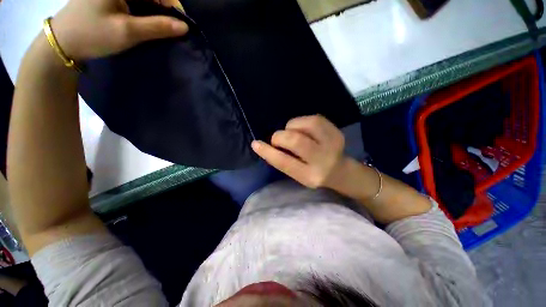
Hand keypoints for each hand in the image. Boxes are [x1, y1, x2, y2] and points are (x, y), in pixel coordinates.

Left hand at [51, 0, 188, 60]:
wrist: (63, 42)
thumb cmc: (93, 34)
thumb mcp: (128, 32)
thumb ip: (158, 27)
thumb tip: (185, 27)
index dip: (172, 4)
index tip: (182, 25)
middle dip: (165, 10)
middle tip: (174, 30)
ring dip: (156, 13)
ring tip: (163, 30)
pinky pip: (136, 2)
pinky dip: (145, 13)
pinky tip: (149, 25)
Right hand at [251, 115, 346, 187]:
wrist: (340, 171)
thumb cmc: (313, 173)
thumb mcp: (297, 174)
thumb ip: (283, 161)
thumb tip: (267, 145)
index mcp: (310, 176)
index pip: (285, 162)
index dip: (268, 152)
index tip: (256, 144)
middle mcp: (323, 160)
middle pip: (295, 140)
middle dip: (280, 136)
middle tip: (279, 139)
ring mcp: (333, 143)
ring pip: (306, 124)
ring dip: (292, 127)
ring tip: (293, 133)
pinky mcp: (336, 131)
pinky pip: (313, 118)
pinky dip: (302, 122)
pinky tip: (303, 130)